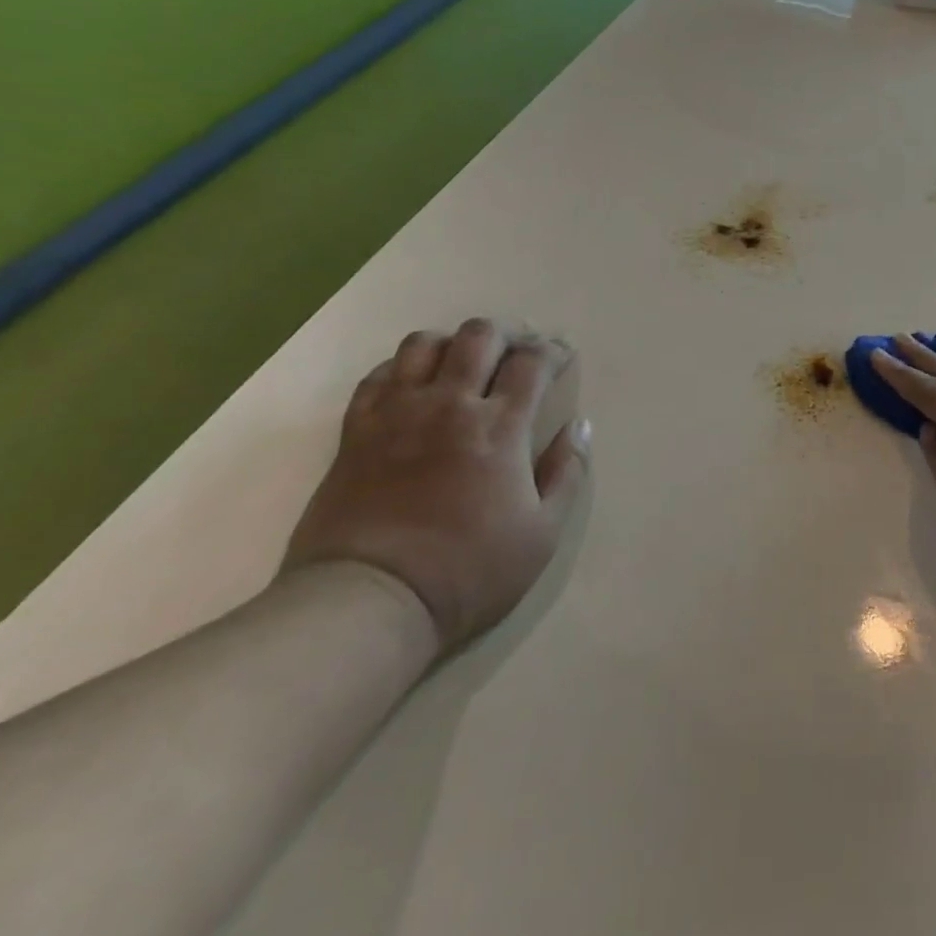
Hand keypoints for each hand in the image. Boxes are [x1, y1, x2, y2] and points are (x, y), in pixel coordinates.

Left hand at [282, 318, 589, 652]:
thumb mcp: (542, 533)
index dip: (553, 351)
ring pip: (424, 344)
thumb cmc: (468, 570)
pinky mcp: (355, 432)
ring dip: (453, 343)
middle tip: (519, 350)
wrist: (368, 602)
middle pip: (480, 337)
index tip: (562, 356)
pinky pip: (378, 376)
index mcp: (500, 427)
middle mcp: (450, 405)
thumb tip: (580, 427)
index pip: (532, 362)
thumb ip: (567, 473)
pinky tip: (414, 384)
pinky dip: (403, 368)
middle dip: (508, 333)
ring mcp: (397, 414)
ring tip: (464, 362)